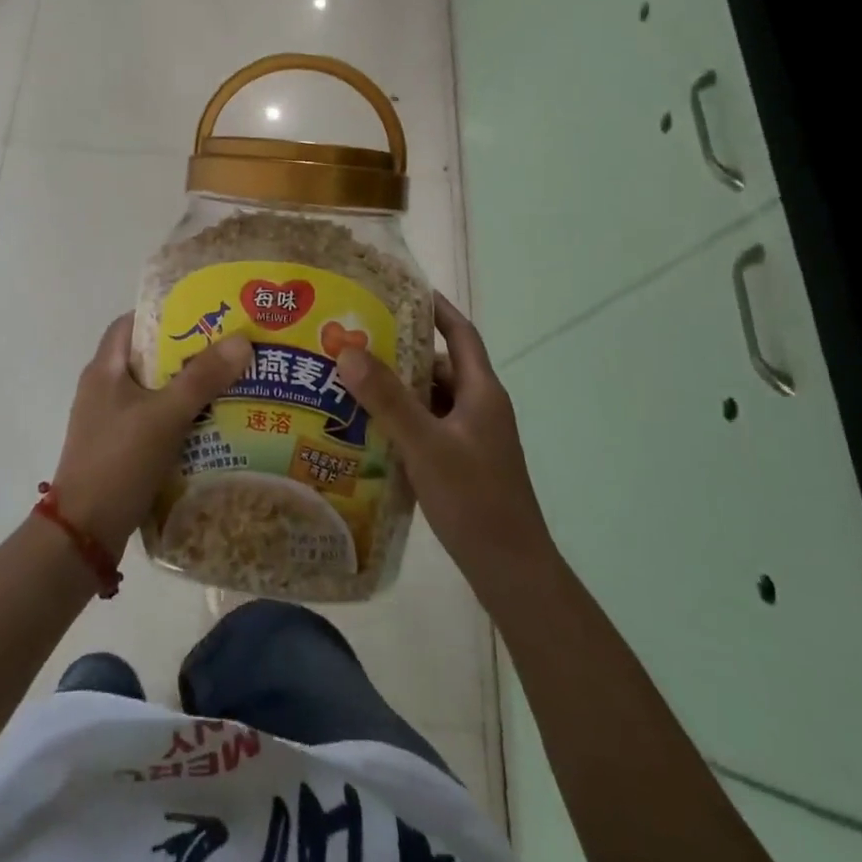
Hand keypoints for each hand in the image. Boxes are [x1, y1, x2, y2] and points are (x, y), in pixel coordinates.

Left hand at [50, 315, 253, 558]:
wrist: (83, 533)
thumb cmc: (119, 460)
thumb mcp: (165, 415)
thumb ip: (202, 377)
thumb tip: (242, 339)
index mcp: (104, 369)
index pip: (132, 323)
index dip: (165, 314)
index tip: (203, 314)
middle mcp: (102, 388)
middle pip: (147, 357)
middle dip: (186, 352)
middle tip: (227, 350)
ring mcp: (108, 420)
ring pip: (152, 391)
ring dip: (185, 387)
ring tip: (227, 384)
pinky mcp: (117, 448)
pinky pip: (152, 420)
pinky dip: (177, 417)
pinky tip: (208, 426)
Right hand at [337, 292, 554, 589]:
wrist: (513, 573)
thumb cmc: (475, 501)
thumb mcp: (426, 445)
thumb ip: (388, 399)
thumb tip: (348, 350)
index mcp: (481, 392)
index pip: (460, 333)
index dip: (435, 308)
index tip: (400, 288)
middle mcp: (480, 408)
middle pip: (440, 365)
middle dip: (400, 351)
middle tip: (355, 340)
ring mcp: (473, 438)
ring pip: (431, 399)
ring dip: (397, 388)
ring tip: (351, 381)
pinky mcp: (463, 463)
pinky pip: (428, 426)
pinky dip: (402, 419)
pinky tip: (369, 428)